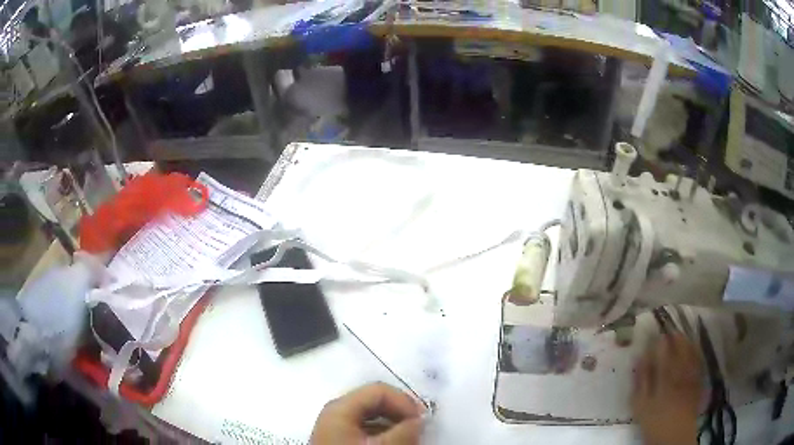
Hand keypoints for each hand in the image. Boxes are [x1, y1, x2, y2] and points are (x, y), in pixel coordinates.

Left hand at [311, 383, 423, 444]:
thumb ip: (404, 432)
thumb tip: (419, 420)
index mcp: (341, 408)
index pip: (379, 391)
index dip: (404, 402)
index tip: (422, 421)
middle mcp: (336, 413)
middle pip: (375, 402)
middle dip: (400, 414)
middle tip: (418, 430)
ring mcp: (336, 427)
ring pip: (371, 417)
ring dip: (394, 425)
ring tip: (408, 440)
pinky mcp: (339, 440)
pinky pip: (365, 430)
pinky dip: (383, 434)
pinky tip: (392, 444)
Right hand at [632, 331, 702, 444]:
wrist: (674, 435)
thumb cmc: (654, 421)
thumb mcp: (641, 405)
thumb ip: (641, 380)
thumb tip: (639, 357)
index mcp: (665, 375)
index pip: (663, 350)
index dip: (659, 340)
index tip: (654, 334)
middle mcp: (680, 370)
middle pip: (679, 347)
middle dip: (674, 337)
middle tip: (668, 330)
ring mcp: (691, 374)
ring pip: (691, 350)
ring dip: (686, 341)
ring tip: (680, 335)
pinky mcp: (698, 379)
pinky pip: (699, 359)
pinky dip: (696, 351)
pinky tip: (693, 348)